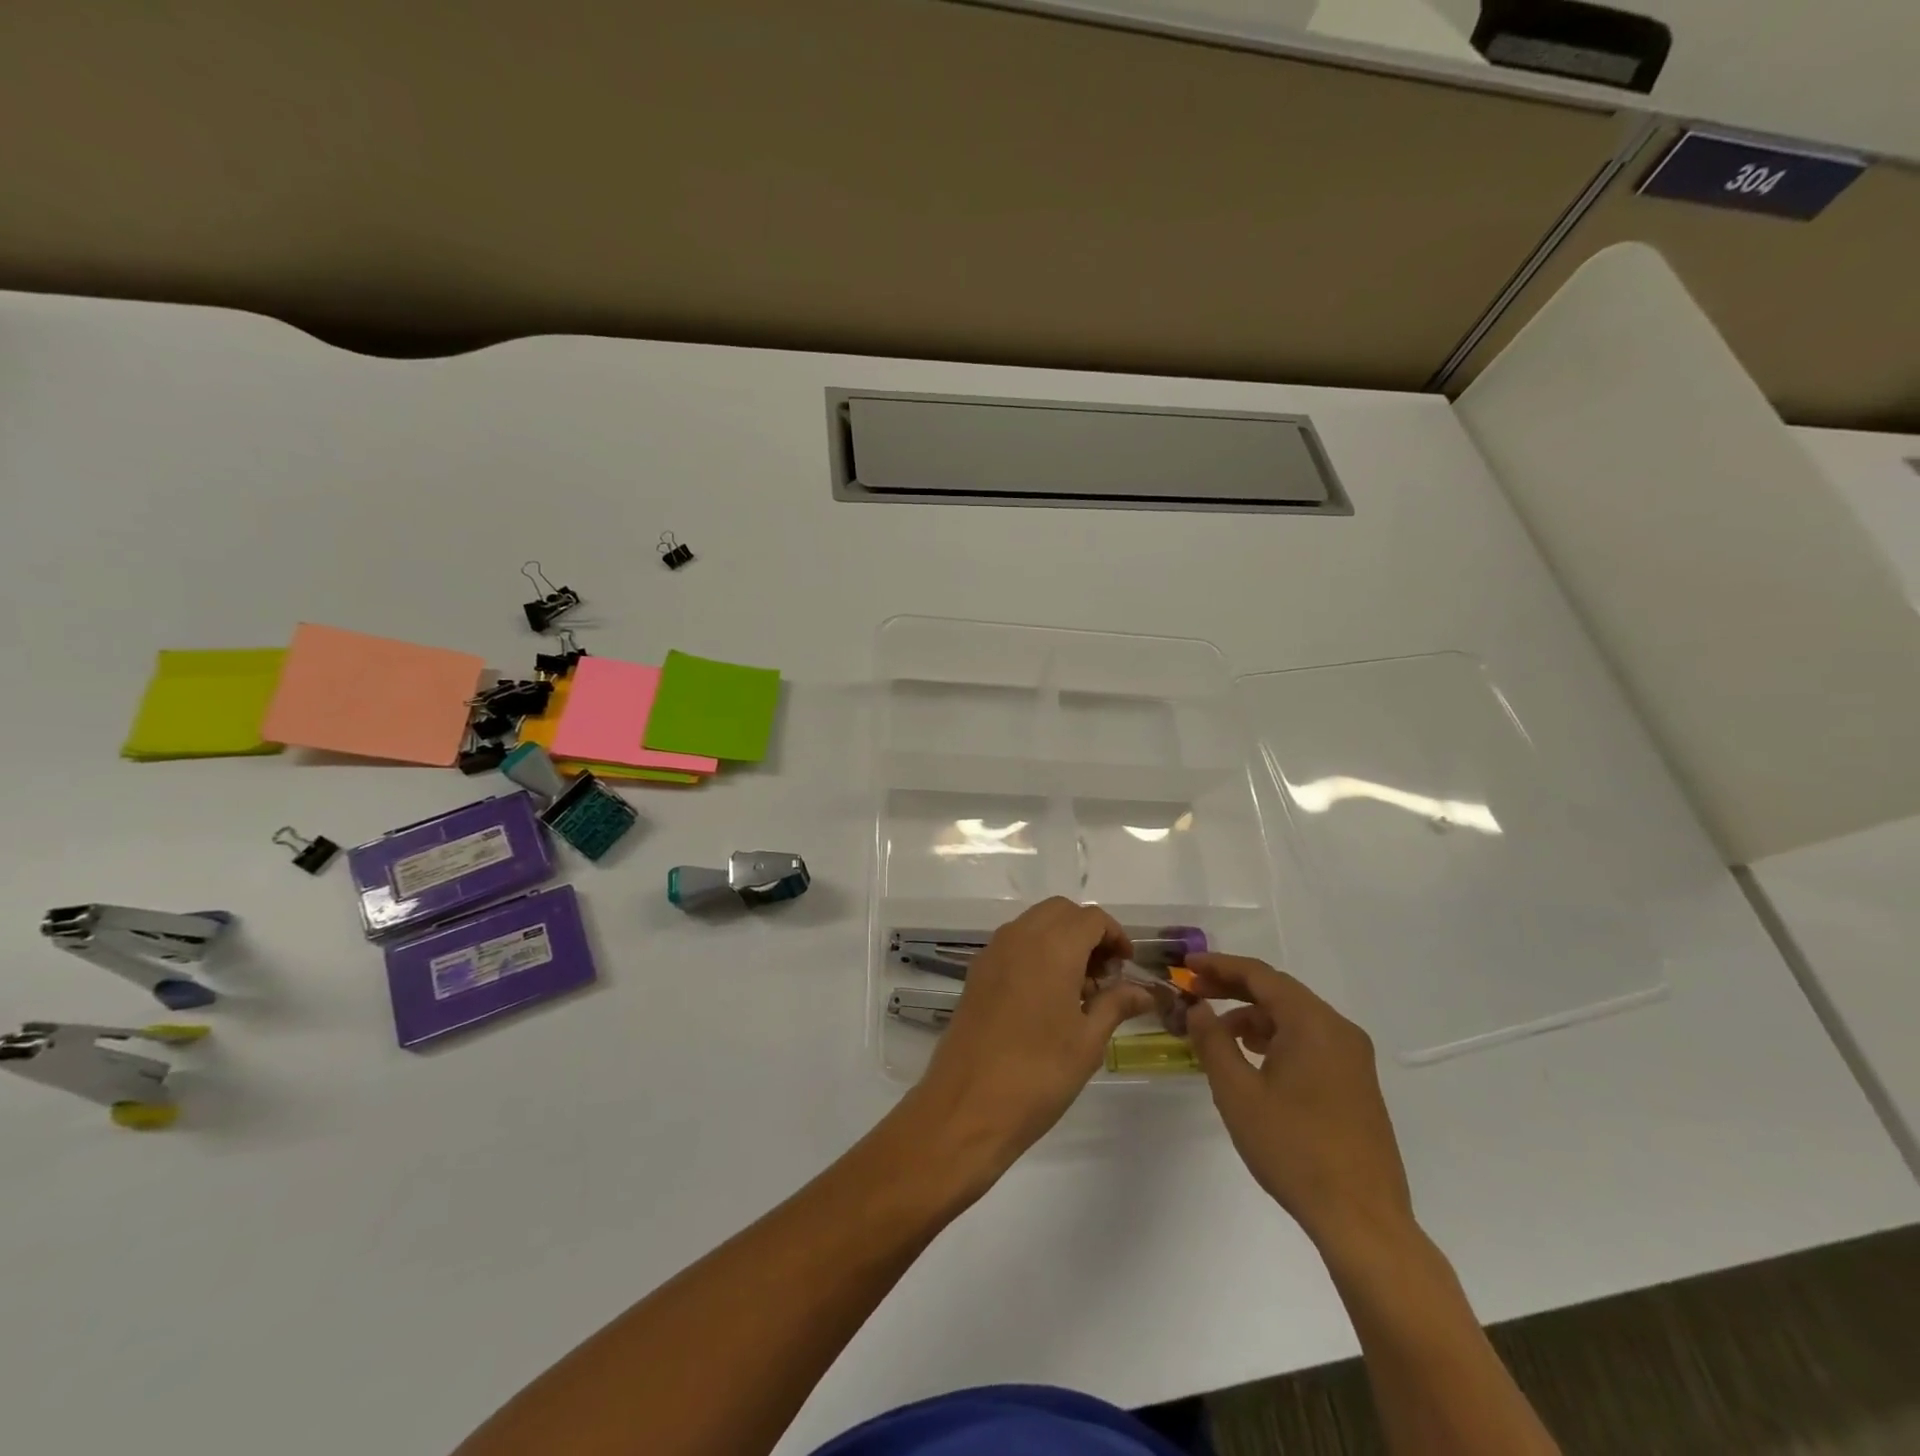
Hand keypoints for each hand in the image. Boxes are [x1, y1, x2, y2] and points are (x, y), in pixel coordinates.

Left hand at [910, 898, 1155, 1177]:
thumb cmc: (1038, 1073)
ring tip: (1078, 989)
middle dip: (1087, 932)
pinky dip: (1035, 951)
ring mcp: (993, 952)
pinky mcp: (976, 972)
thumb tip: (1144, 991)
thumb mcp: (1088, 1041)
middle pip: (1060, 911)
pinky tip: (1045, 996)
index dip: (1115, 936)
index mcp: (1053, 946)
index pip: (1091, 918)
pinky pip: (1013, 943)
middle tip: (1104, 974)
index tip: (1126, 967)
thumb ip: (1116, 1004)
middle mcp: (1020, 936)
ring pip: (1034, 923)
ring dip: (1060, 939)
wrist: (967, 1105)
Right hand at [1185, 953, 1414, 1252]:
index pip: (1260, 975)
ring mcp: (1352, 1057)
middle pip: (1279, 991)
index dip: (1219, 965)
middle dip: (1233, 988)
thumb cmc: (1293, 1149)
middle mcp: (1338, 1030)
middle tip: (1194, 991)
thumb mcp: (1237, 1093)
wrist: (1363, 1220)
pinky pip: (1310, 1040)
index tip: (1186, 966)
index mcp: (1313, 1023)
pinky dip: (1276, 1037)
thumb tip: (1198, 1007)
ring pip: (1294, 1017)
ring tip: (1216, 1032)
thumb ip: (1213, 1041)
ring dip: (1253, 1016)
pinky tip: (1253, 1059)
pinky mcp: (1356, 1083)